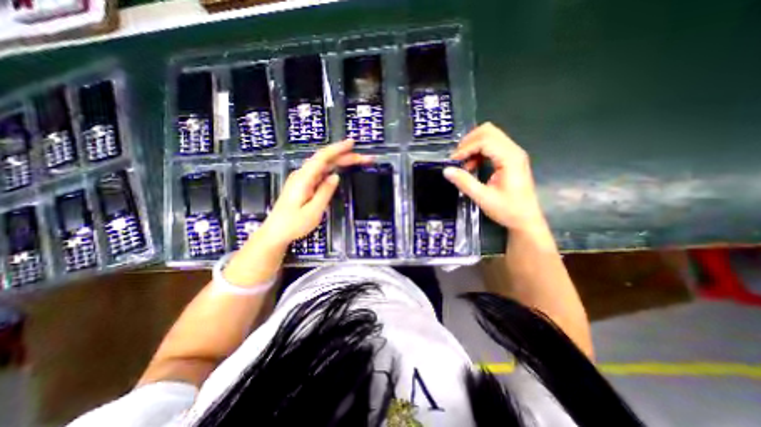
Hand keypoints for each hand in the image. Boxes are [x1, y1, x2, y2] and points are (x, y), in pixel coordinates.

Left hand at [257, 138, 373, 247]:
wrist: (275, 232)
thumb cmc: (293, 224)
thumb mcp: (313, 211)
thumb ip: (324, 192)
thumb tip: (335, 176)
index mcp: (304, 178)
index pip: (322, 157)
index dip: (338, 148)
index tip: (352, 143)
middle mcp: (303, 175)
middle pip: (325, 160)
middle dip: (345, 156)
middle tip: (364, 158)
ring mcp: (303, 179)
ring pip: (324, 165)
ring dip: (341, 161)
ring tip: (357, 161)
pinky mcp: (304, 185)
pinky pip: (321, 173)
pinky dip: (333, 168)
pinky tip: (341, 169)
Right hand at [448, 122, 546, 231]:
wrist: (526, 219)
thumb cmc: (508, 210)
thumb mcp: (483, 198)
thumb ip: (464, 182)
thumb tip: (446, 170)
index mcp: (510, 158)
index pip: (484, 140)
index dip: (466, 148)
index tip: (452, 161)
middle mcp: (513, 151)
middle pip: (488, 131)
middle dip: (468, 142)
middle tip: (457, 158)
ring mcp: (512, 153)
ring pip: (489, 136)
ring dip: (472, 146)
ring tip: (463, 163)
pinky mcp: (510, 158)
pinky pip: (491, 146)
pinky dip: (478, 152)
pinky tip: (472, 166)